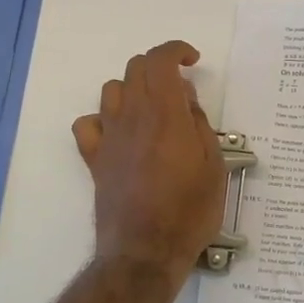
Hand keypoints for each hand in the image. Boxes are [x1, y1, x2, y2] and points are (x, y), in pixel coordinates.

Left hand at [73, 41, 225, 278]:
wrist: (145, 251)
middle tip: (181, 90)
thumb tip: (185, 100)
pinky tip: (121, 133)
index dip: (176, 50)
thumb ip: (199, 125)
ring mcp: (109, 138)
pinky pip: (89, 124)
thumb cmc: (189, 211)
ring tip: (154, 110)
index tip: (193, 61)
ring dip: (135, 89)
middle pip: (135, 68)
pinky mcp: (95, 159)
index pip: (160, 60)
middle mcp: (132, 117)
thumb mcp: (214, 166)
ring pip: (112, 90)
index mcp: (165, 114)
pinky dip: (104, 119)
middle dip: (159, 67)